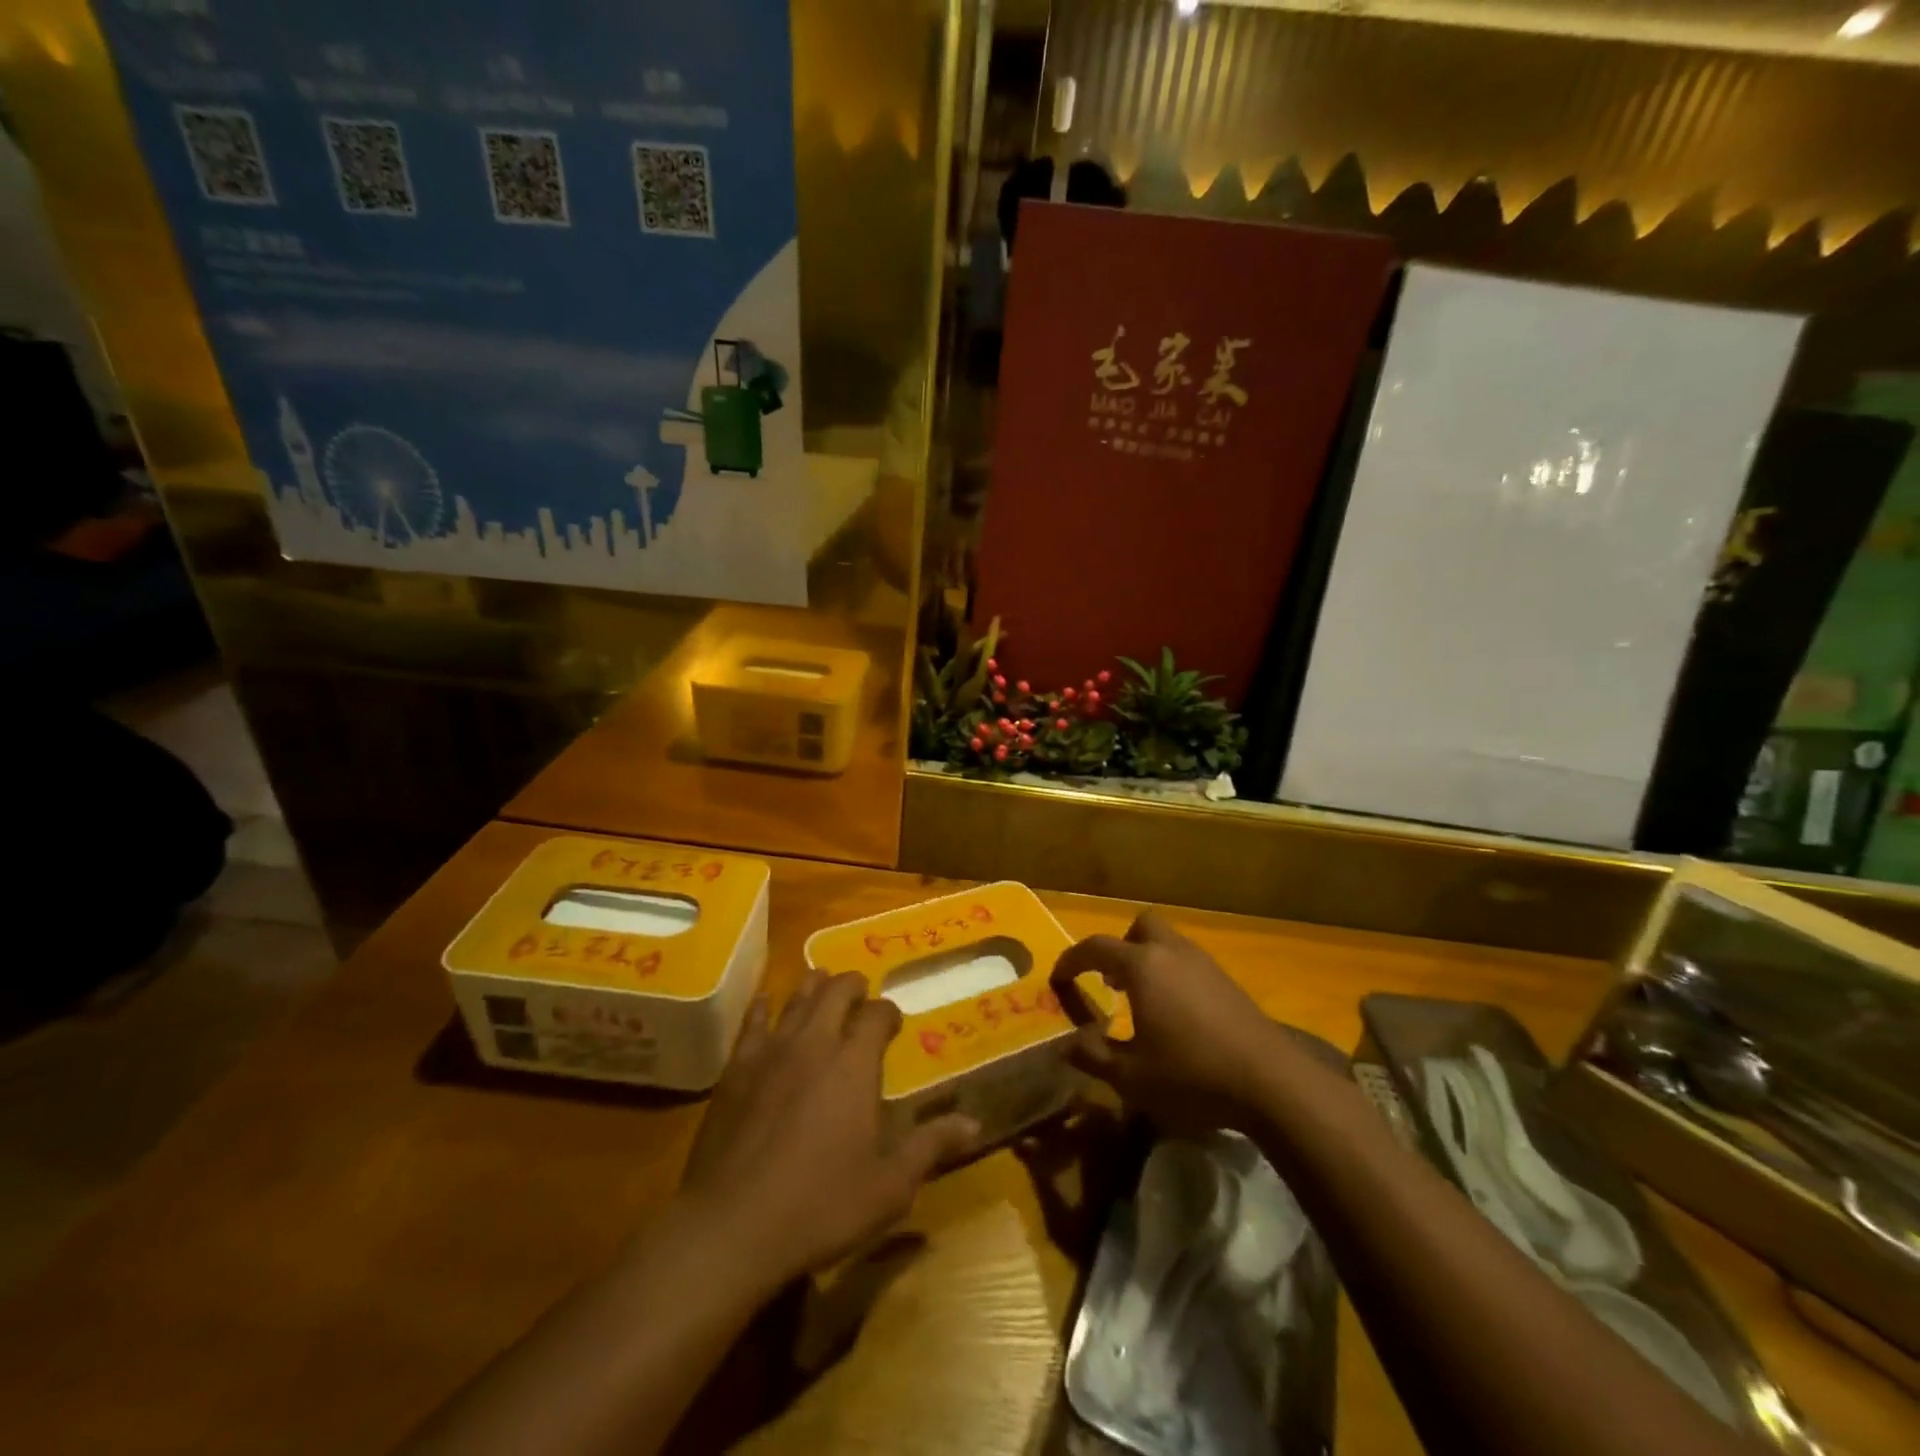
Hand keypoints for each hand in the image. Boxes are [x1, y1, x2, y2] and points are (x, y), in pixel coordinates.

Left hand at [678, 971, 978, 1288]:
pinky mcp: (736, 1068)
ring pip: (797, 998)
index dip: (889, 1012)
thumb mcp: (889, 1187)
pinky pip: (752, 1022)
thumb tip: (975, 1123)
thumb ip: (931, 1146)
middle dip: (853, 986)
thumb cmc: (820, 1206)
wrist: (731, 1226)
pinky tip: (765, 1001)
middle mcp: (815, 1043)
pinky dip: (763, 1006)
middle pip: (836, 992)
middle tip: (861, 993)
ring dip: (814, 986)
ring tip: (823, 982)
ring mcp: (771, 1051)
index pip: (878, 1015)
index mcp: (854, 1063)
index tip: (894, 1023)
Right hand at [1051, 910, 1282, 1133]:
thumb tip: (1067, 1044)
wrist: (1271, 1083)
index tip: (1059, 978)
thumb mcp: (1130, 1075)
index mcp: (1142, 966)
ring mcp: (1205, 964)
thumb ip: (1093, 1056)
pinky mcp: (1228, 982)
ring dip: (1148, 960)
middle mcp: (1171, 953)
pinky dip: (1173, 975)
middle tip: (1110, 980)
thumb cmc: (1191, 1075)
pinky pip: (1189, 963)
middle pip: (1142, 925)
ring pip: (1168, 942)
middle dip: (1120, 945)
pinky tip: (1176, 1015)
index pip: (1096, 947)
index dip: (1072, 960)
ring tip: (1141, 1001)